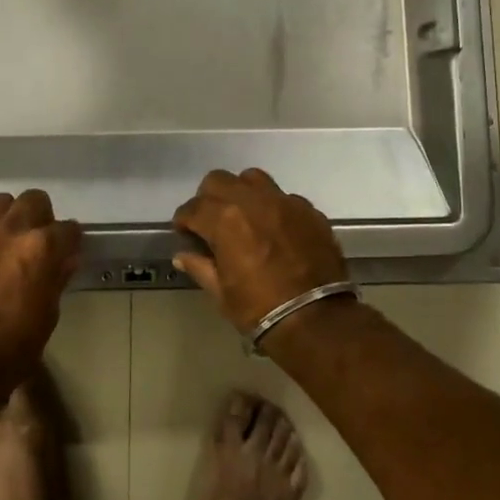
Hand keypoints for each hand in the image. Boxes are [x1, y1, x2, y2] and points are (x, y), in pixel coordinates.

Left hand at [0, 190, 82, 360]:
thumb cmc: (16, 342)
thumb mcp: (49, 311)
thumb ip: (56, 277)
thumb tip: (65, 260)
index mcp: (43, 246)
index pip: (68, 229)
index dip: (68, 241)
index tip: (65, 250)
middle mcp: (11, 228)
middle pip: (33, 199)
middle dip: (38, 215)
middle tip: (32, 239)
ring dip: (4, 219)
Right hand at [172, 168, 348, 334]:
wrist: (316, 320)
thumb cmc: (260, 309)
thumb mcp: (221, 293)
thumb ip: (200, 267)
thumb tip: (182, 255)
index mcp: (225, 220)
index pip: (193, 208)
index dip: (184, 221)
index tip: (185, 233)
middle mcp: (252, 201)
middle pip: (219, 180)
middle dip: (208, 199)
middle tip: (211, 222)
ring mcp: (284, 202)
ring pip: (253, 179)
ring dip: (242, 193)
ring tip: (244, 217)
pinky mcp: (309, 211)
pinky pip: (284, 197)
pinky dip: (272, 208)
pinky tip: (275, 230)